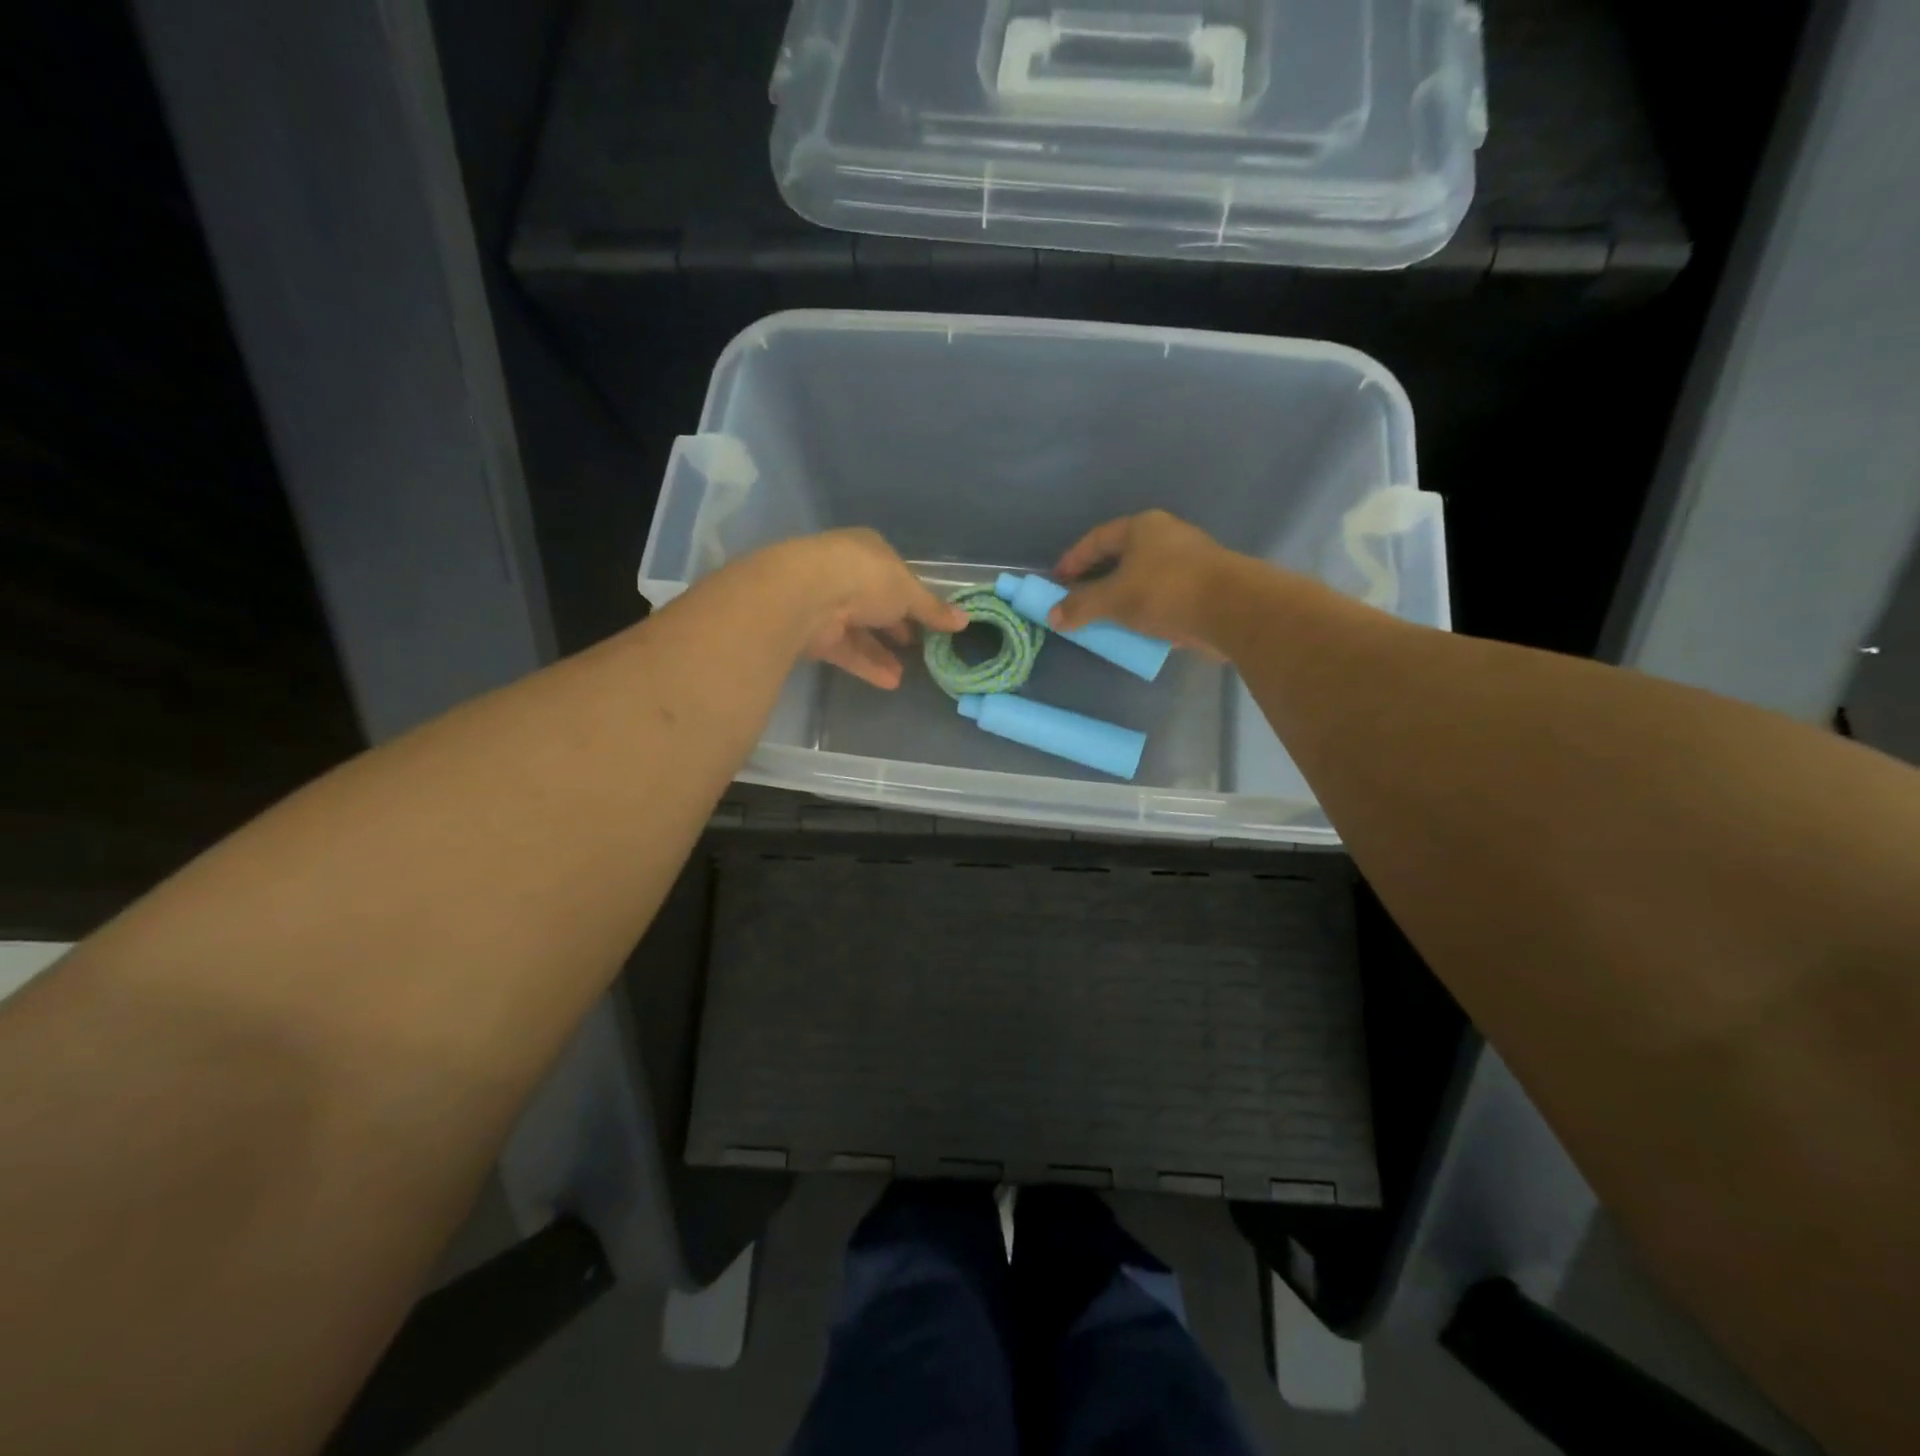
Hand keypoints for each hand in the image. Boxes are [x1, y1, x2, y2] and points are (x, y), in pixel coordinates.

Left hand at [769, 529, 967, 689]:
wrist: (806, 595)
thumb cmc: (866, 578)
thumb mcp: (909, 592)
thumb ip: (933, 609)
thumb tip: (964, 620)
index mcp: (868, 551)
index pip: (895, 574)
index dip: (914, 596)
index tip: (931, 619)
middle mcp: (845, 574)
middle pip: (876, 603)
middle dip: (897, 625)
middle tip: (919, 646)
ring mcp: (827, 604)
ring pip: (860, 630)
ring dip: (883, 652)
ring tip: (906, 674)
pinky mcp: (815, 634)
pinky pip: (847, 650)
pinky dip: (867, 665)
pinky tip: (890, 682)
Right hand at [1050, 510, 1235, 654]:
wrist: (1233, 609)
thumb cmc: (1166, 591)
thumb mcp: (1114, 599)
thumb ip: (1081, 606)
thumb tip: (1053, 615)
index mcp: (1142, 527)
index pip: (1097, 539)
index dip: (1073, 560)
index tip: (1057, 581)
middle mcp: (1166, 536)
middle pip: (1121, 556)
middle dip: (1097, 579)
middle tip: (1078, 600)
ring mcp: (1189, 560)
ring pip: (1144, 577)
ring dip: (1123, 597)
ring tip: (1105, 618)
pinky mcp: (1204, 586)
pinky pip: (1164, 595)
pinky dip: (1146, 609)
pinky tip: (1137, 628)